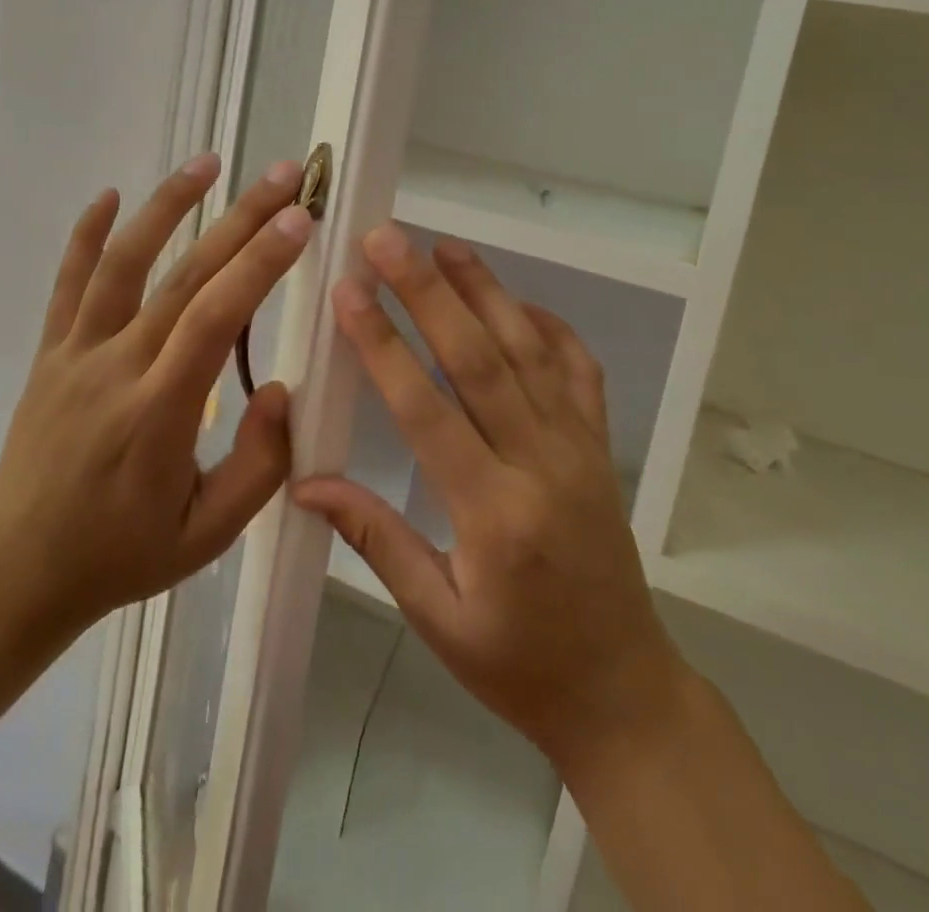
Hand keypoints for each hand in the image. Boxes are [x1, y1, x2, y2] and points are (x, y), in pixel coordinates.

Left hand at [0, 155, 313, 650]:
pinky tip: (112, 194)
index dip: (258, 264)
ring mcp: (76, 355)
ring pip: (122, 264)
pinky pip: (68, 284)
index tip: (299, 218)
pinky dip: (88, 234)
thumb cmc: (123, 554)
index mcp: (159, 413)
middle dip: (240, 219)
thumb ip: (260, 466)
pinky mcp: (51, 353)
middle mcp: (116, 368)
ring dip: (167, 206)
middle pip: (185, 277)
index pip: (215, 319)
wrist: (17, 570)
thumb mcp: (209, 534)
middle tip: (286, 174)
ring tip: (209, 163)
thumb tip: (283, 388)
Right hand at [292, 225, 684, 768]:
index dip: (383, 345)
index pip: (426, 409)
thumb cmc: (519, 664)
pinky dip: (550, 327)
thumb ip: (375, 538)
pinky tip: (519, 300)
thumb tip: (306, 482)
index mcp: (493, 513)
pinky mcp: (600, 444)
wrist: (622, 689)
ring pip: (529, 350)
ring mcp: (579, 446)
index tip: (349, 291)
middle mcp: (541, 463)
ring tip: (445, 245)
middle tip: (388, 240)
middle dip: (428, 292)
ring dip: (486, 292)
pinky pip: (578, 369)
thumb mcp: (438, 618)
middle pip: (479, 359)